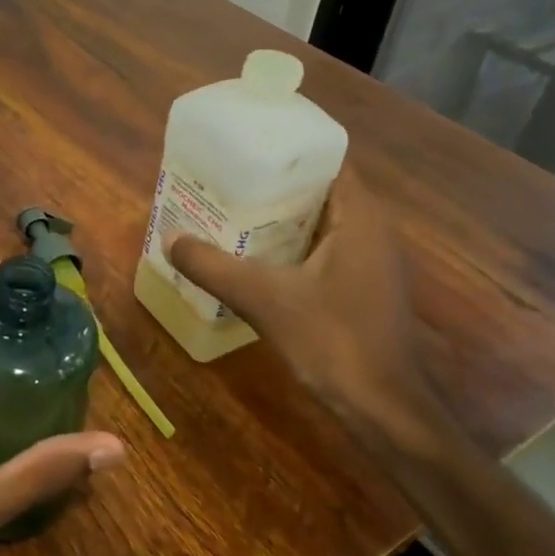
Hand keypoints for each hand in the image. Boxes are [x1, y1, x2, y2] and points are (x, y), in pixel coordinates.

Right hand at [167, 162, 447, 455]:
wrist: (384, 410)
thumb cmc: (333, 341)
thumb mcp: (264, 299)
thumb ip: (213, 267)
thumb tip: (170, 239)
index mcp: (360, 216)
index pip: (327, 159)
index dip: (286, 148)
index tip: (245, 145)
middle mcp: (372, 229)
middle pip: (320, 188)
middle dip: (274, 182)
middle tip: (226, 177)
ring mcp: (372, 260)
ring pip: (321, 221)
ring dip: (281, 215)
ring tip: (232, 209)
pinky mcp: (364, 286)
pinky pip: (324, 247)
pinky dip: (292, 244)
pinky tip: (255, 255)